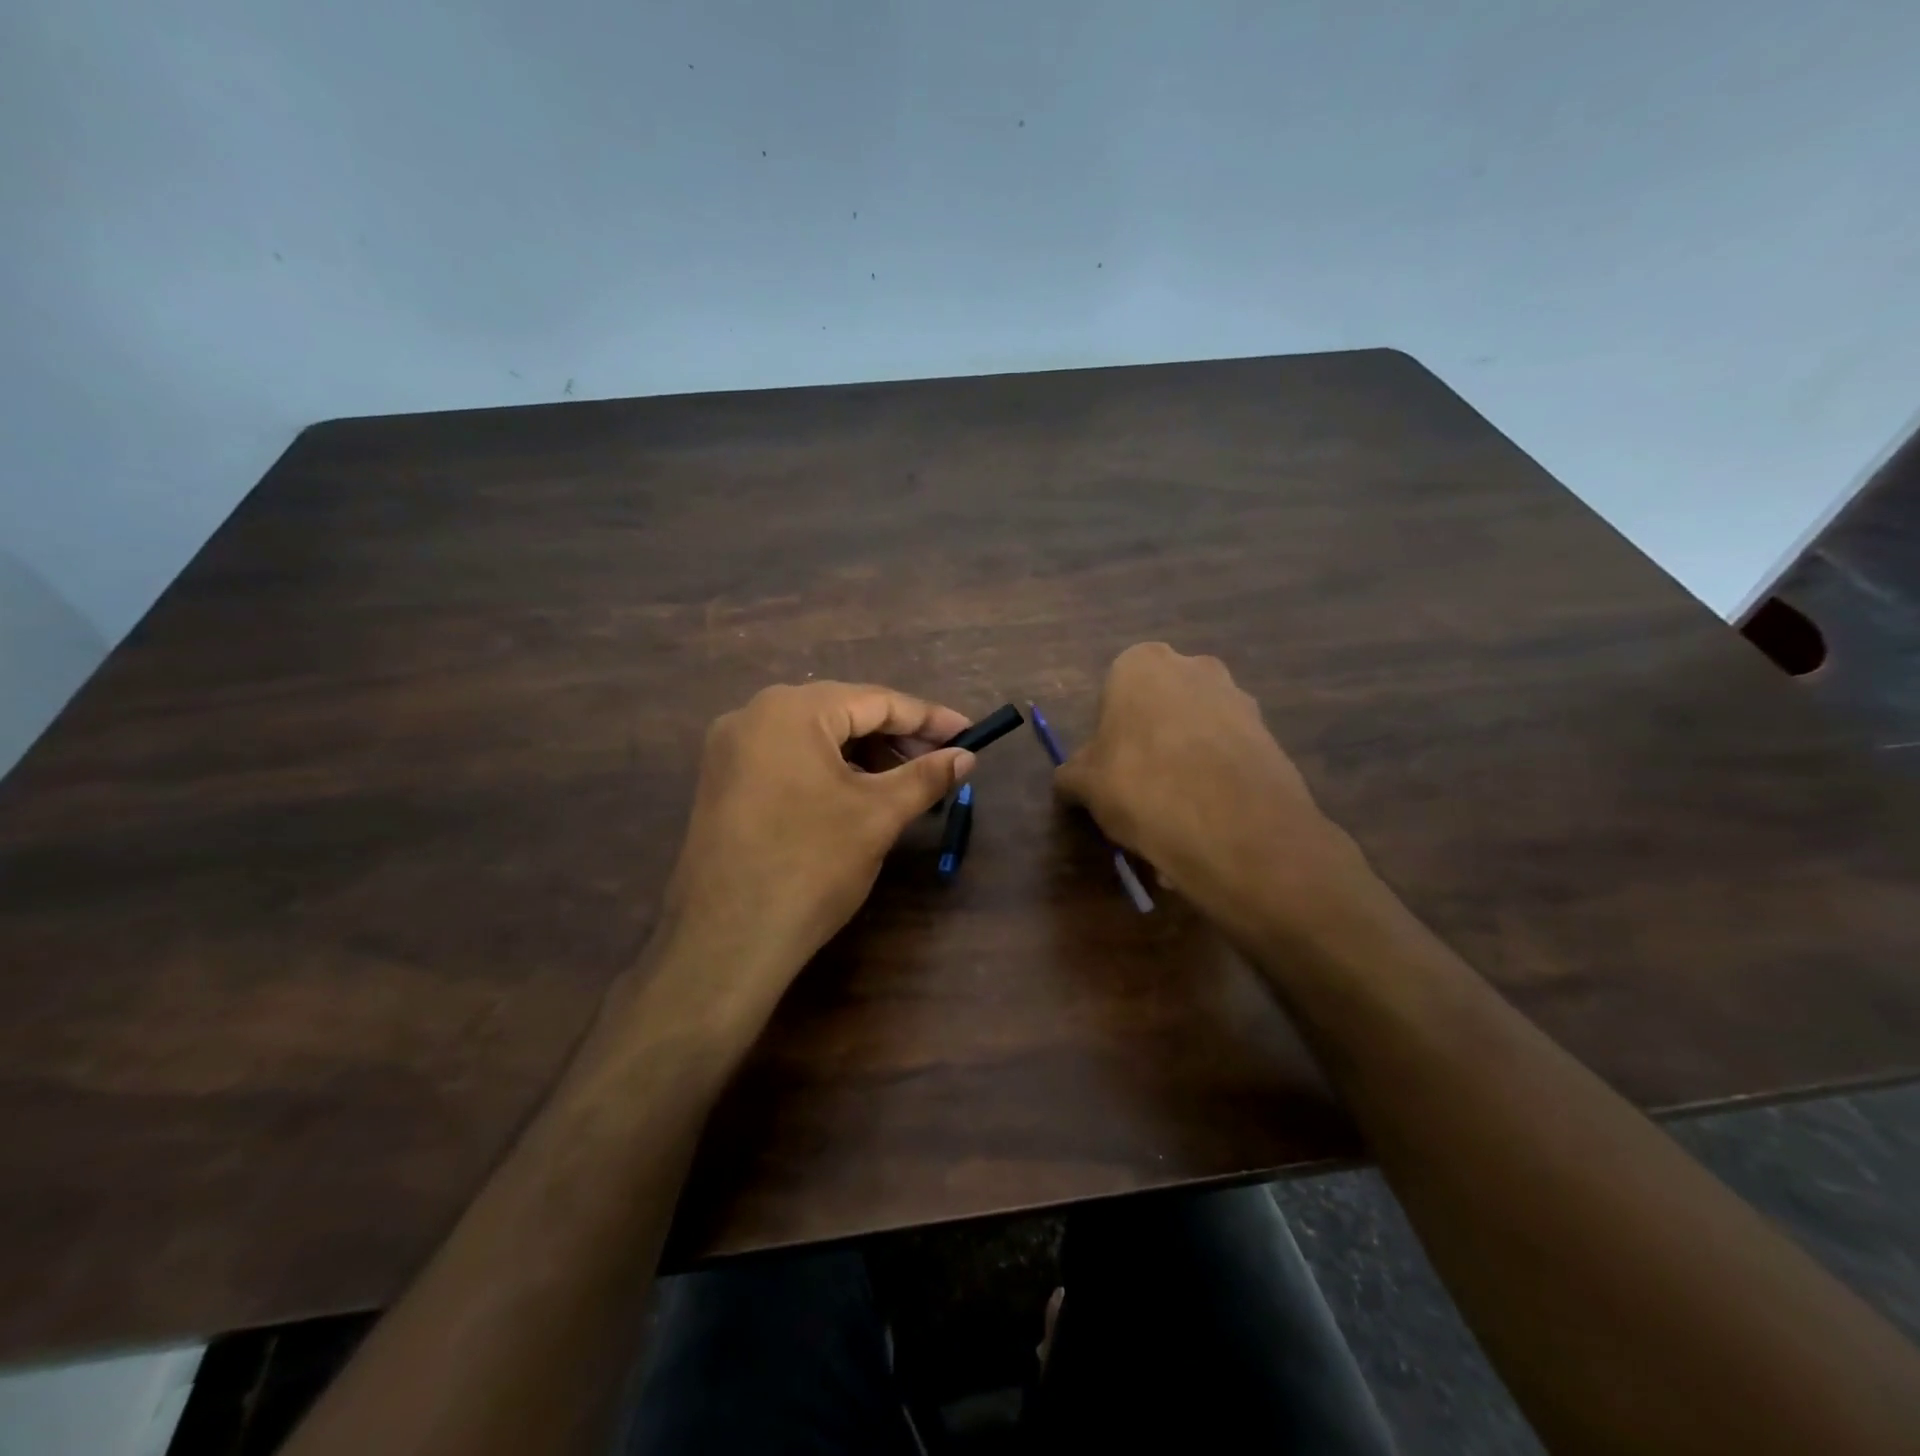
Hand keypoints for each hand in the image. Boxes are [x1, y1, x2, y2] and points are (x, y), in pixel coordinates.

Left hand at [660, 681, 974, 1005]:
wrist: (726, 941)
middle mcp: (754, 715)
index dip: (928, 718)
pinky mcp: (723, 782)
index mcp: (791, 710)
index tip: (968, 734)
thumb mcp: (877, 816)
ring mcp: (731, 750)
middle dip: (896, 737)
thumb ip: (925, 777)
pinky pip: (788, 759)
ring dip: (864, 755)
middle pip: (842, 713)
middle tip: (941, 762)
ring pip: (815, 737)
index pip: (875, 700)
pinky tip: (857, 795)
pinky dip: (829, 770)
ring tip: (905, 782)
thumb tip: (966, 757)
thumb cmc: (810, 866)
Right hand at [1056, 643, 1372, 947]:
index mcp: (1141, 664)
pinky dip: (1217, 778)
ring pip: (1199, 729)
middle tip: (1141, 787)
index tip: (1110, 769)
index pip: (1115, 692)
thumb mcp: (1084, 784)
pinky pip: (1230, 753)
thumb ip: (1072, 774)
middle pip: (1162, 705)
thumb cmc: (1140, 785)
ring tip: (1177, 813)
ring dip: (1187, 759)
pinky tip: (1208, 818)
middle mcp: (1194, 666)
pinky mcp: (1271, 734)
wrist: (1233, 826)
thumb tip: (1071, 780)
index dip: (1110, 733)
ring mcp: (1239, 698)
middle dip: (1152, 739)